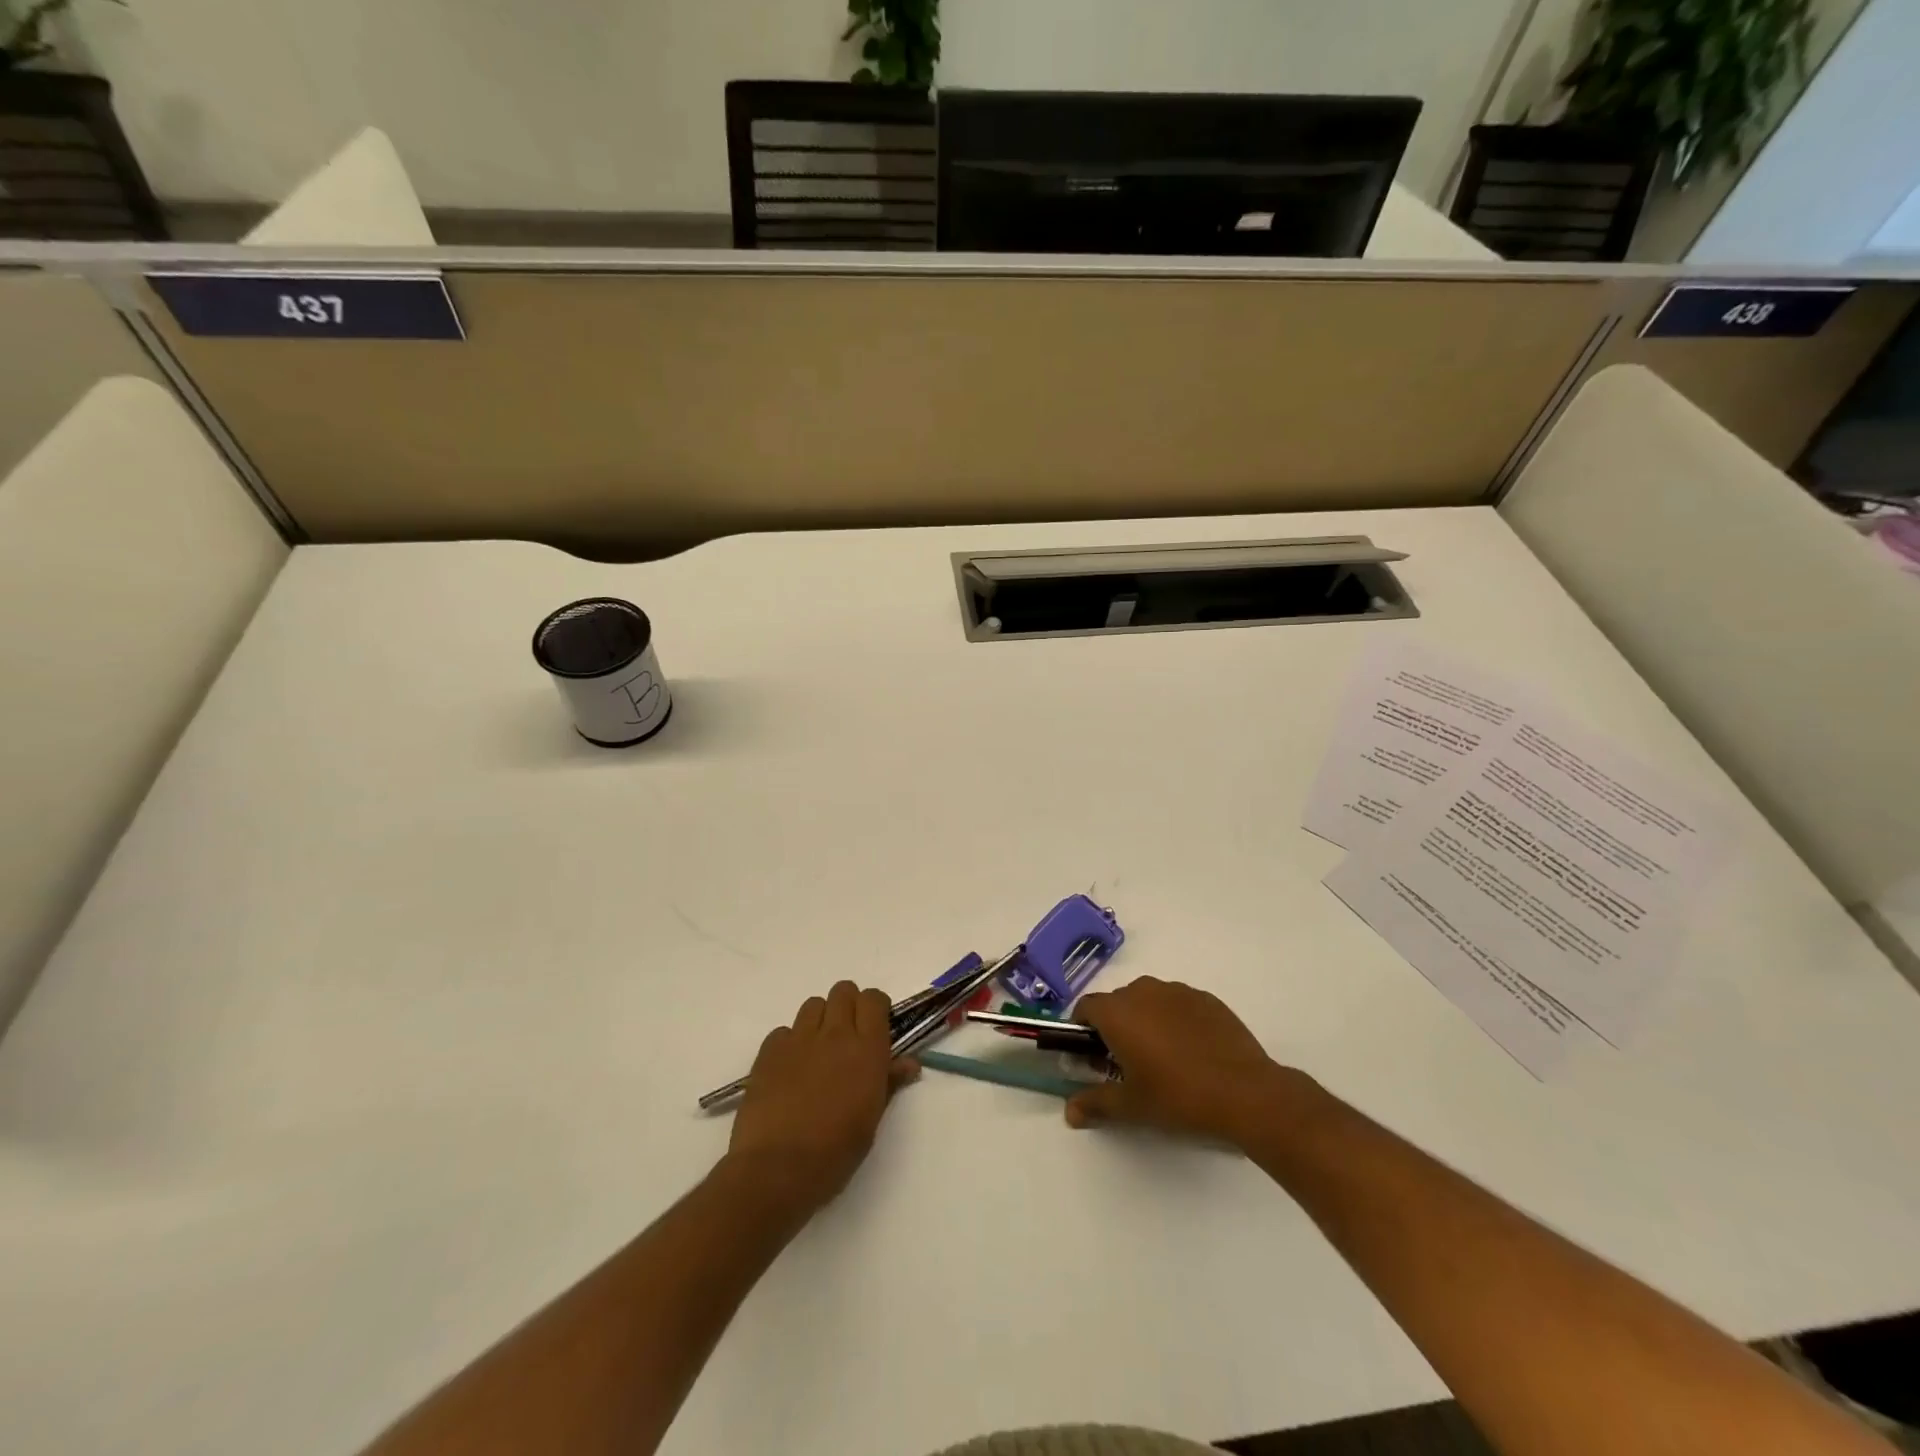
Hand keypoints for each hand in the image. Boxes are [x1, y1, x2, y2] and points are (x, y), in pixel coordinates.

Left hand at [725, 980, 919, 1217]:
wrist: (776, 1168)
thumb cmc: (835, 1151)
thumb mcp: (871, 1119)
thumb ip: (889, 1082)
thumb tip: (909, 1063)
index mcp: (867, 1049)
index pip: (874, 999)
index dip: (875, 1007)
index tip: (876, 1025)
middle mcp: (835, 1033)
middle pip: (843, 991)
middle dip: (848, 1006)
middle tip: (847, 1036)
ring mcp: (799, 1039)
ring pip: (813, 1004)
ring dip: (820, 1020)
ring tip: (817, 1050)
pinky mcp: (769, 1051)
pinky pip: (784, 1030)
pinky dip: (790, 1042)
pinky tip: (790, 1069)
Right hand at [1066, 977, 1285, 1144]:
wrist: (1246, 1093)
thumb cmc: (1179, 1097)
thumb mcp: (1132, 1107)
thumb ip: (1096, 1104)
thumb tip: (1069, 1112)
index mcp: (1118, 1012)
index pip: (1087, 1008)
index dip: (1083, 1030)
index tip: (1092, 1056)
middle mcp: (1144, 991)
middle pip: (1117, 1003)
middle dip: (1115, 1027)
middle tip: (1126, 1064)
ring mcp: (1178, 991)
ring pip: (1149, 1001)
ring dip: (1145, 1021)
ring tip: (1162, 1058)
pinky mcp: (1206, 999)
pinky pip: (1178, 1005)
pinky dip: (1175, 1021)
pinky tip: (1191, 1052)